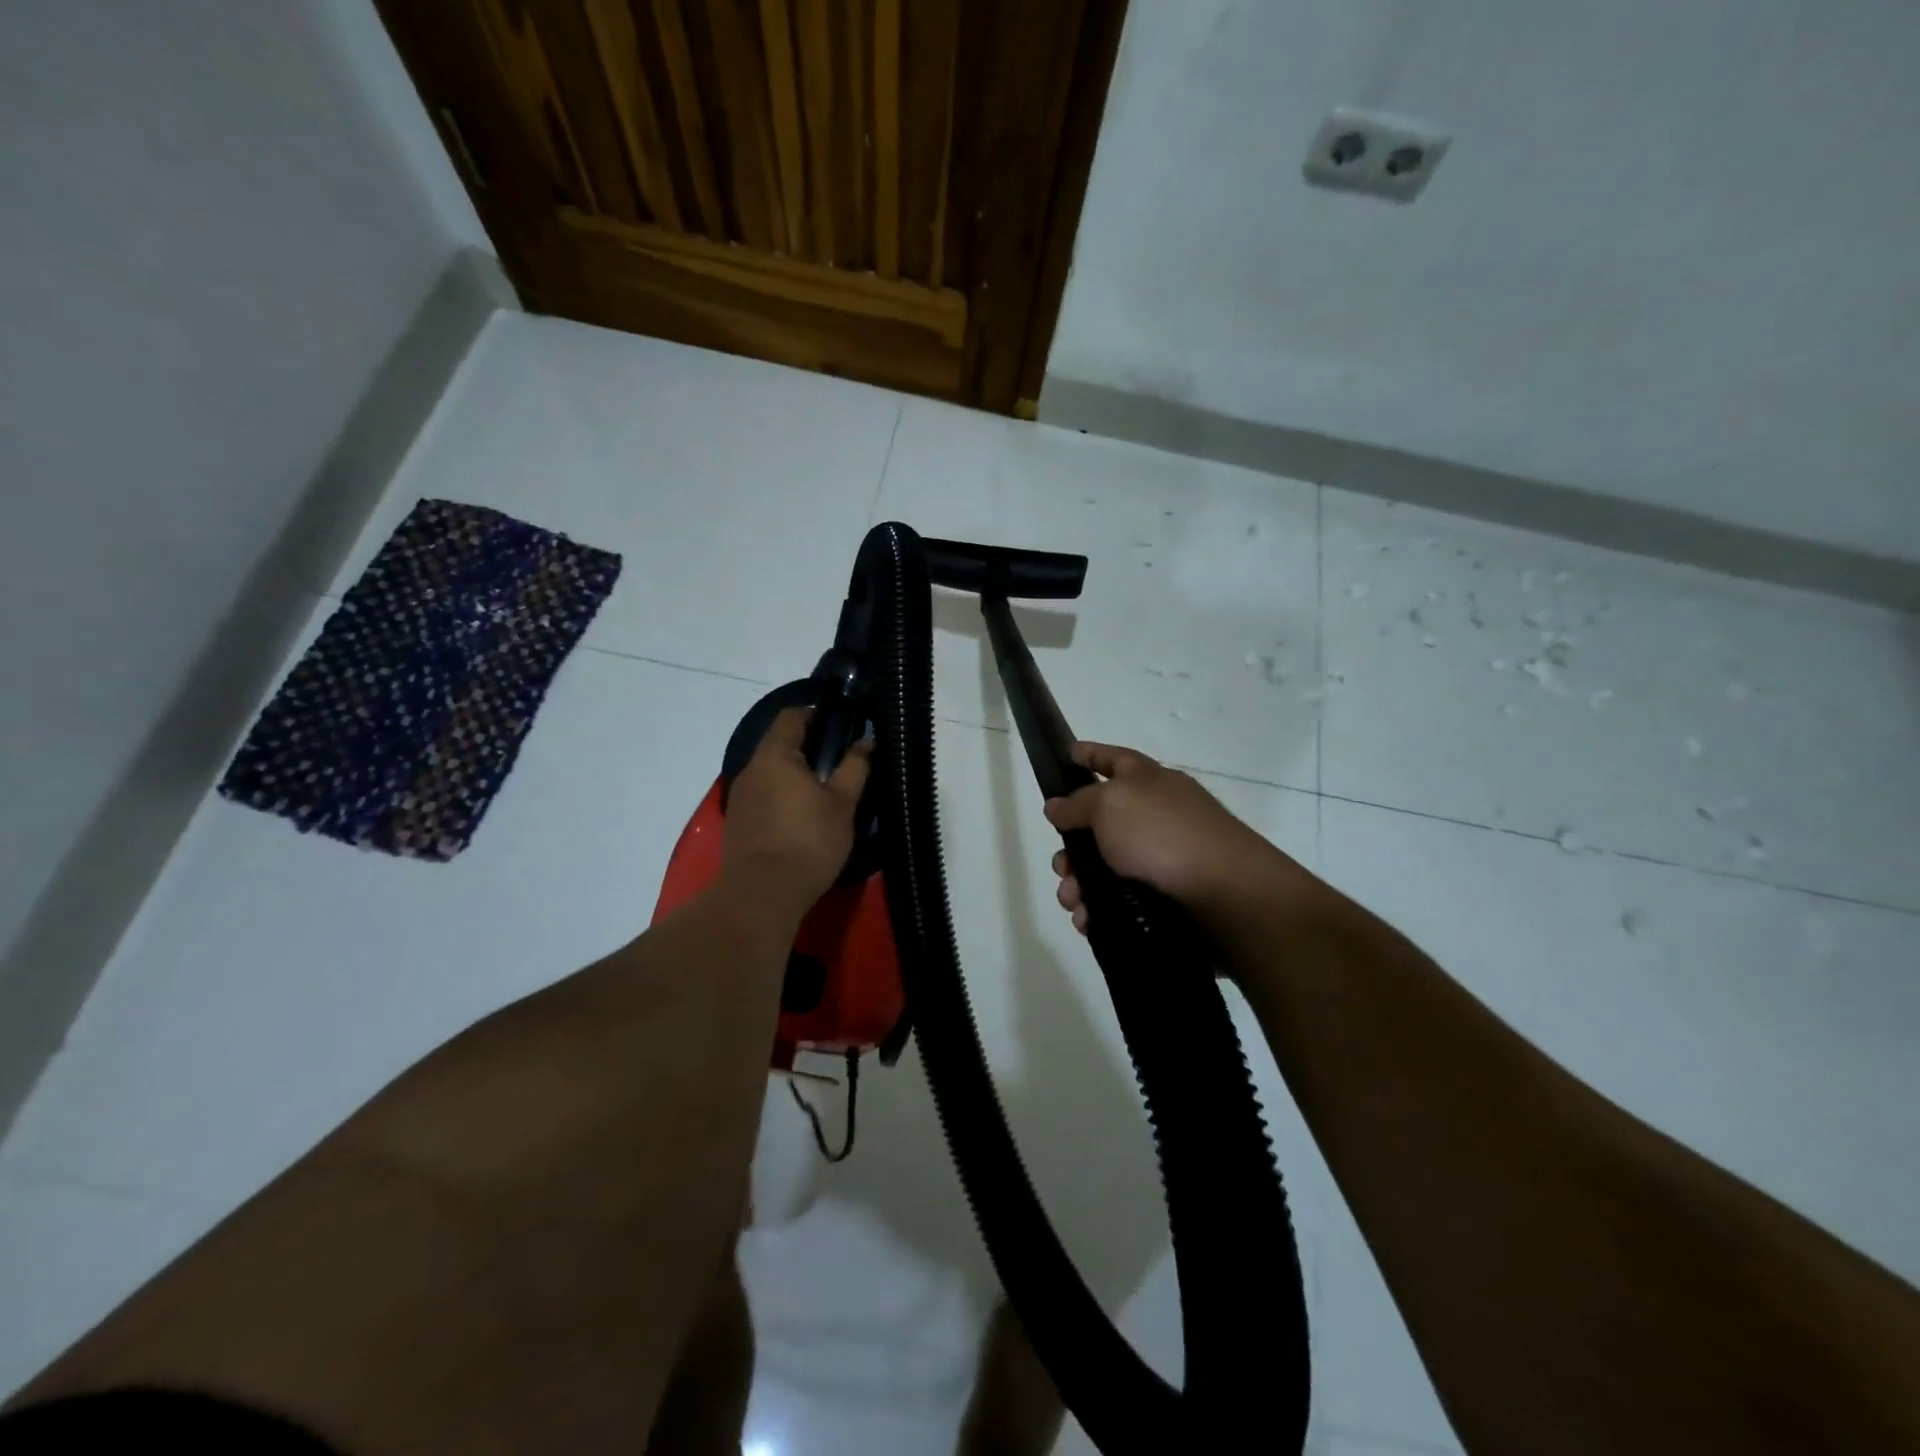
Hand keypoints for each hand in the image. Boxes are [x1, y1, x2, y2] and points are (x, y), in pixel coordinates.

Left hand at [722, 708, 870, 917]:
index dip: (816, 714)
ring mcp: (740, 797)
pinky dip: (781, 797)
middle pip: (778, 744)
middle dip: (807, 747)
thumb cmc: (808, 842)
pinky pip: (762, 796)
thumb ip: (855, 767)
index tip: (840, 727)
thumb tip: (866, 741)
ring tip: (822, 794)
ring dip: (793, 775)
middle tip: (839, 764)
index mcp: (776, 755)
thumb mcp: (842, 804)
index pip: (791, 716)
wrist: (762, 895)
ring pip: (770, 772)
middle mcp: (751, 769)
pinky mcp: (737, 822)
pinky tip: (801, 819)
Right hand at [1043, 742, 1299, 932]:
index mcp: (1149, 782)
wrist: (1226, 896)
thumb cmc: (1164, 836)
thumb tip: (1056, 805)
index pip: (1114, 759)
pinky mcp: (1166, 898)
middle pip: (1101, 823)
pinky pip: (1120, 902)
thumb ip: (1077, 803)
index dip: (1090, 754)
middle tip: (1061, 866)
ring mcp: (1163, 858)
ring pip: (1105, 868)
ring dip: (1079, 885)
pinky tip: (1087, 921)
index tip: (1068, 754)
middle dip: (1071, 846)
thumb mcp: (1110, 805)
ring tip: (1072, 901)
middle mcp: (1156, 816)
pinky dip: (1099, 911)